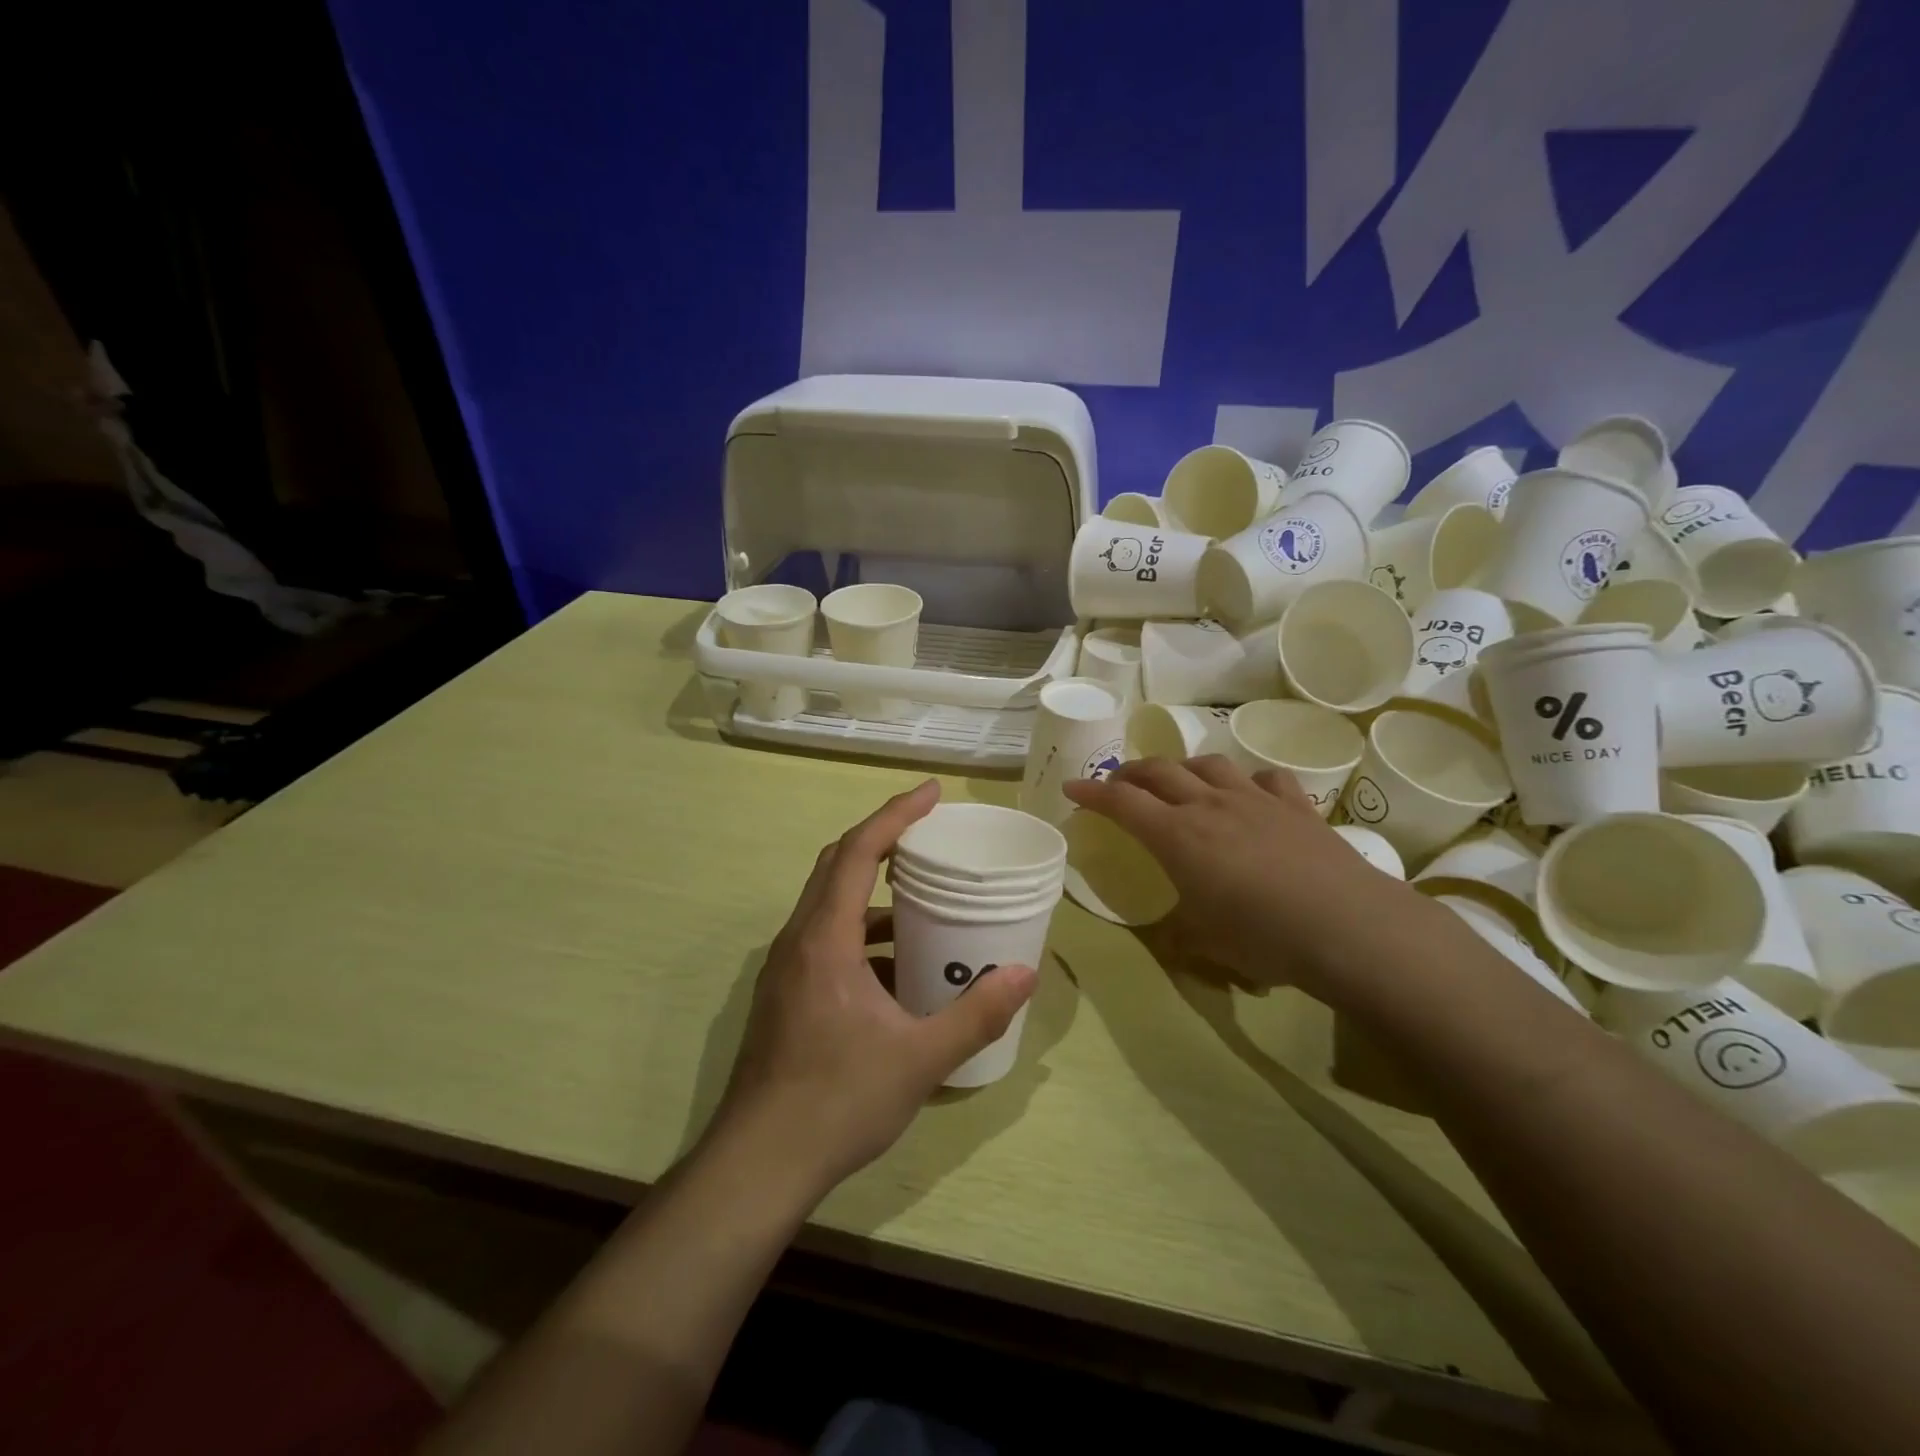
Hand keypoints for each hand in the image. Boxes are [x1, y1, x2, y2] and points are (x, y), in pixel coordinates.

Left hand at [711, 780, 1037, 1202]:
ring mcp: (786, 968)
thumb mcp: (920, 1059)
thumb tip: (1024, 974)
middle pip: (836, 864)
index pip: (858, 851)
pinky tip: (896, 966)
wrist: (759, 1164)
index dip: (895, 814)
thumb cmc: (837, 1101)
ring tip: (921, 898)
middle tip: (929, 832)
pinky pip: (825, 938)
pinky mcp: (785, 993)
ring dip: (871, 888)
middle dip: (882, 838)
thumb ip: (977, 1014)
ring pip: (828, 903)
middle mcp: (798, 940)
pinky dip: (861, 931)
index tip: (931, 792)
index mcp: (825, 939)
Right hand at [1063, 755, 1412, 993]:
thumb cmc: (1264, 937)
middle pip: (1160, 772)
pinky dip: (1247, 780)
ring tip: (1178, 779)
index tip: (1071, 788)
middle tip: (1118, 783)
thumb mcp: (1206, 944)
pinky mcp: (1296, 807)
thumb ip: (1179, 934)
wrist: (1348, 926)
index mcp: (1177, 836)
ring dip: (1183, 767)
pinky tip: (1249, 792)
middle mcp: (1210, 806)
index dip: (1092, 793)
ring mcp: (1255, 800)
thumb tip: (1171, 935)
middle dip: (1131, 773)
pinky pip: (1265, 778)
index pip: (1122, 803)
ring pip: (1209, 765)